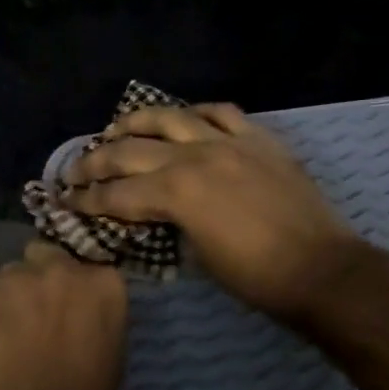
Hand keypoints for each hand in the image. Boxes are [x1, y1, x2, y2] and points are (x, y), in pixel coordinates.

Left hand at [0, 241, 127, 389]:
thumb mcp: (111, 361)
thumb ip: (97, 324)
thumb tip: (82, 322)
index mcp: (106, 286)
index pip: (93, 271)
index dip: (78, 292)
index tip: (72, 313)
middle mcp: (64, 269)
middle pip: (48, 257)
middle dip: (43, 280)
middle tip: (38, 316)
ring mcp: (20, 276)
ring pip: (13, 273)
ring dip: (13, 294)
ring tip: (7, 331)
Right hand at [61, 102, 362, 322]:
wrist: (322, 269)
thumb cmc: (256, 277)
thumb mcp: (196, 255)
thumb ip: (167, 223)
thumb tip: (149, 213)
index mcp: (176, 192)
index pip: (117, 194)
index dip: (87, 200)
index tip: (66, 201)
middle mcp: (195, 156)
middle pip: (130, 150)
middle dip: (95, 161)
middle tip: (75, 168)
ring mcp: (228, 141)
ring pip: (170, 117)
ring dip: (135, 122)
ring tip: (116, 128)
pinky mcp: (258, 138)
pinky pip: (221, 112)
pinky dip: (197, 113)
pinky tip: (184, 118)